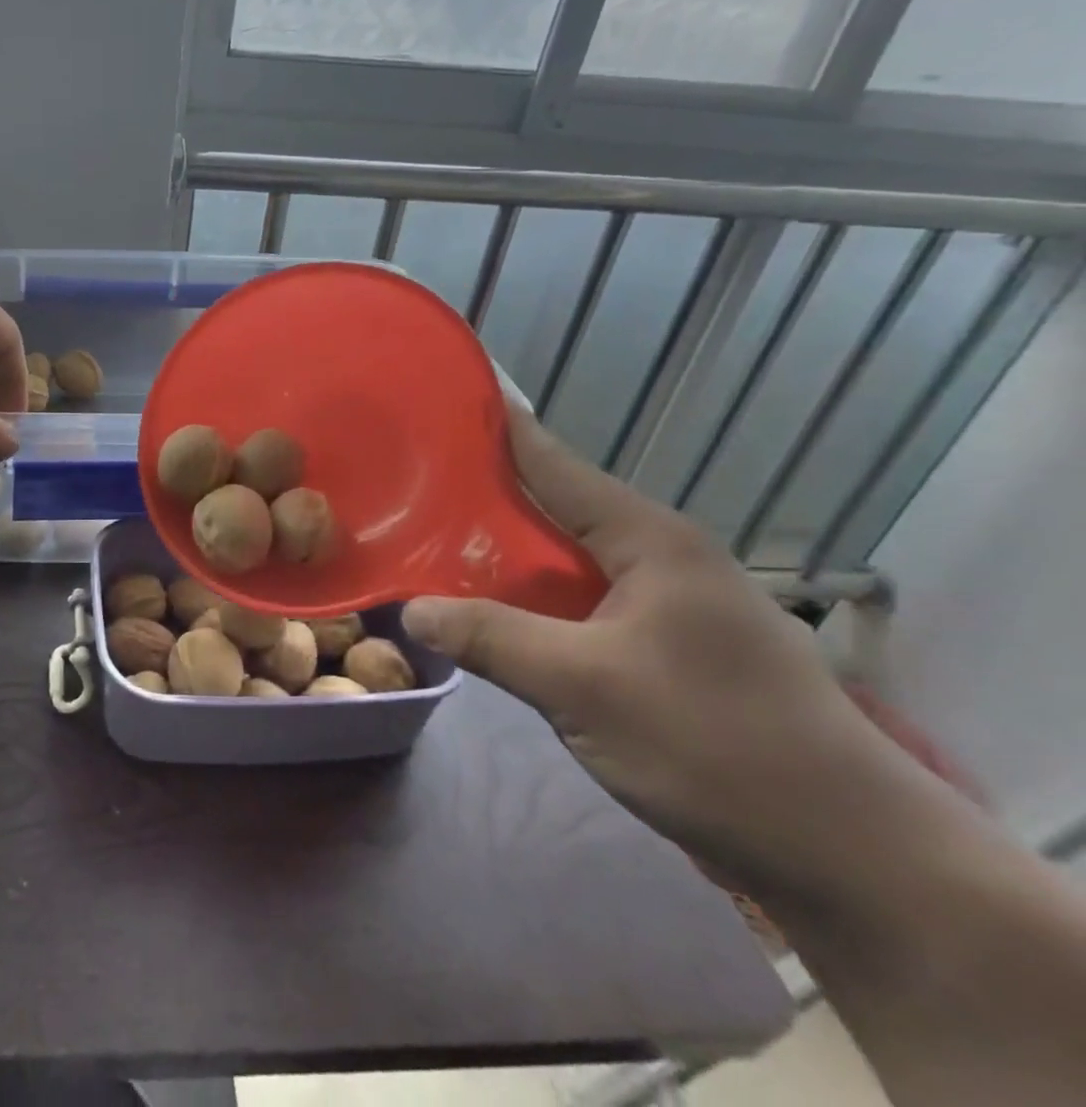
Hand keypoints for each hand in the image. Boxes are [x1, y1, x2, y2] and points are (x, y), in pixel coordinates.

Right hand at [403, 408, 910, 897]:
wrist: (850, 857)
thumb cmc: (715, 744)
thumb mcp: (583, 687)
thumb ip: (490, 637)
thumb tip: (409, 609)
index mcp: (649, 539)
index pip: (553, 463)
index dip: (496, 429)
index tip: (441, 403)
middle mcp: (659, 557)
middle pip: (554, 510)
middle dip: (483, 498)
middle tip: (409, 486)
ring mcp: (667, 605)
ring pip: (565, 563)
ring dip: (505, 557)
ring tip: (431, 546)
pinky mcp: (667, 650)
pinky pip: (580, 606)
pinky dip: (532, 602)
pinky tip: (492, 614)